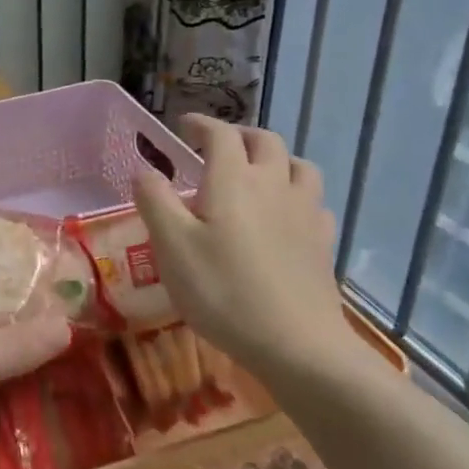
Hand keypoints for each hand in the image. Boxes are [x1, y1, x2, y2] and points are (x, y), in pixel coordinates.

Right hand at [132, 117, 346, 375]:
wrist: (297, 344)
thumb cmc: (223, 291)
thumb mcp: (171, 245)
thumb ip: (154, 200)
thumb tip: (145, 170)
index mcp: (234, 179)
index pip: (221, 134)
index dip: (201, 124)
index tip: (184, 126)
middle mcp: (274, 184)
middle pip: (265, 141)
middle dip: (239, 135)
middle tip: (216, 147)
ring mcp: (305, 213)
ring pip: (298, 165)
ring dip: (275, 158)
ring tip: (257, 172)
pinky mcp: (323, 242)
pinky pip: (315, 202)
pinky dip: (297, 195)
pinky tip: (287, 214)